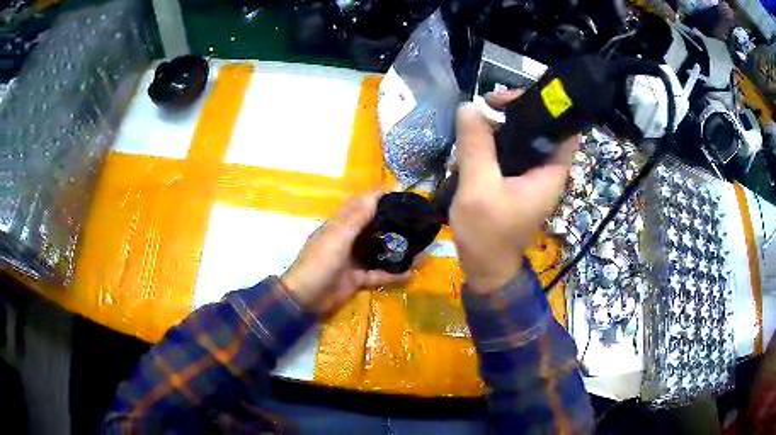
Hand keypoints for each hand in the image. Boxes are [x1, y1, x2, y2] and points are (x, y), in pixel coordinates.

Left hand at [282, 191, 412, 315]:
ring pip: (379, 251)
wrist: (305, 299)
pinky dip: (393, 274)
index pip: (361, 205)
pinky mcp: (357, 278)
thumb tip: (376, 194)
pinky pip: (378, 274)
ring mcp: (353, 260)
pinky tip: (411, 273)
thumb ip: (357, 217)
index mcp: (340, 225)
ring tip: (421, 248)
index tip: (402, 193)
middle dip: (394, 223)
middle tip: (417, 221)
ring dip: (398, 250)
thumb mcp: (337, 237)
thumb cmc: (319, 263)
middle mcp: (348, 239)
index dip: (379, 197)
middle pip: (374, 227)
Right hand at [450, 91, 577, 293]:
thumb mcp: (479, 189)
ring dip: (504, 125)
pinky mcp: (517, 181)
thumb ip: (476, 147)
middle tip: (487, 103)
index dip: (546, 106)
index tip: (512, 98)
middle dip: (518, 110)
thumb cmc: (487, 235)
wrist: (485, 268)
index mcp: (551, 172)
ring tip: (478, 117)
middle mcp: (547, 170)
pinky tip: (476, 138)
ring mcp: (532, 176)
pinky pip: (511, 152)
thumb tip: (470, 107)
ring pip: (525, 138)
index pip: (564, 127)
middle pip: (542, 128)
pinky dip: (496, 141)